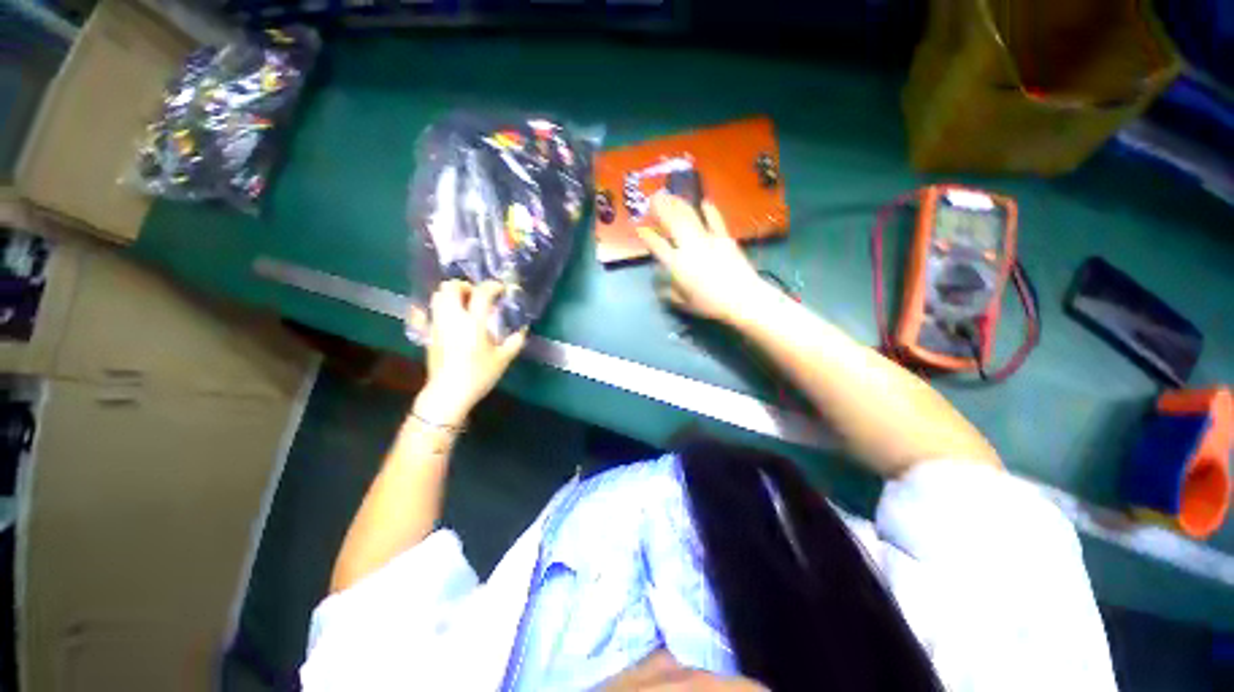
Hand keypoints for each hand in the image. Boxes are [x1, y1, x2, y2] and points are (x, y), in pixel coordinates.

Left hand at [413, 280, 526, 426]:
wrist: (448, 393)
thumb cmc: (478, 375)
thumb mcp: (503, 359)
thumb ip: (515, 342)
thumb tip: (522, 330)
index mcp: (473, 324)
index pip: (480, 294)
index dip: (492, 286)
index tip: (501, 289)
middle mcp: (452, 319)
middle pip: (451, 288)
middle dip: (466, 286)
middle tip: (478, 295)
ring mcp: (437, 324)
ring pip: (438, 296)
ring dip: (453, 294)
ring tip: (467, 304)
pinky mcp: (430, 332)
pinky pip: (433, 309)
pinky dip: (444, 306)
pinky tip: (455, 317)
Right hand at [636, 192, 772, 324]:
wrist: (742, 298)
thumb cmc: (710, 304)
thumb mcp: (684, 303)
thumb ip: (669, 292)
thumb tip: (660, 285)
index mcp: (676, 264)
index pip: (657, 245)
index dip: (647, 236)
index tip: (640, 228)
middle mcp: (689, 247)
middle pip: (672, 223)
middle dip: (661, 209)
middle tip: (653, 198)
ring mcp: (708, 239)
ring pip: (690, 217)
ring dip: (679, 204)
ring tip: (670, 195)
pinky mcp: (724, 238)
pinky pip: (716, 220)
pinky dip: (710, 210)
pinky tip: (704, 202)